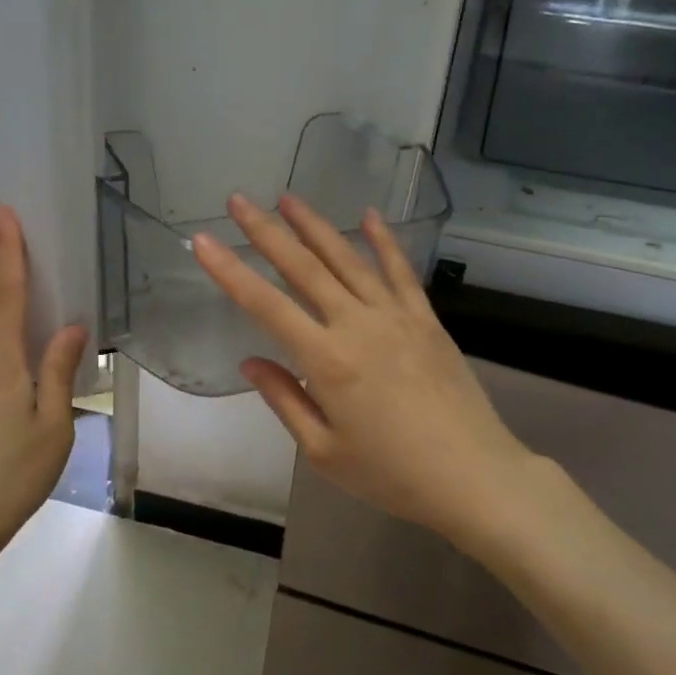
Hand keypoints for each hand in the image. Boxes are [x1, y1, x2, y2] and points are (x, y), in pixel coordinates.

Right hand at [192, 194, 545, 553]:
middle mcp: (358, 325)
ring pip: (347, 260)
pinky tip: (368, 216)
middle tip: (239, 201)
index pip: (266, 305)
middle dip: (266, 231)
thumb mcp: (323, 452)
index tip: (202, 240)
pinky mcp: (426, 320)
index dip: (229, 271)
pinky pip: (400, 271)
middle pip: (304, 268)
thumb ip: (284, 400)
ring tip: (288, 198)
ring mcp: (396, 317)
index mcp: (326, 361)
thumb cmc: (391, 474)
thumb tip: (251, 362)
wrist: (473, 476)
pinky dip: (383, 241)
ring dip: (315, 226)